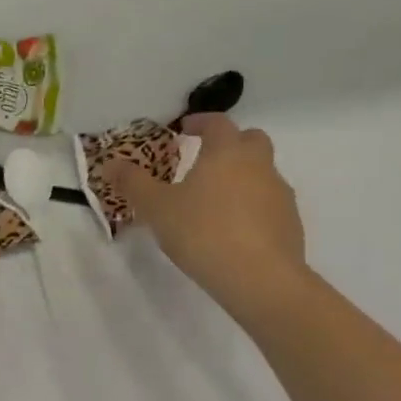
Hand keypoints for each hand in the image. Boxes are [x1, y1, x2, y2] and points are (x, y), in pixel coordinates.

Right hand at [110, 115, 308, 324]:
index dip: (200, 122)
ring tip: (214, 202)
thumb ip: (132, 183)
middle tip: (205, 160)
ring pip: (262, 173)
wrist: (259, 278)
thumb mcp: (156, 208)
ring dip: (241, 177)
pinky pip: (268, 204)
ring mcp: (279, 195)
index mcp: (226, 152)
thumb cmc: (202, 232)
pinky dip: (252, 207)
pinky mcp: (290, 224)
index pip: (217, 123)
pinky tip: (232, 231)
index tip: (184, 129)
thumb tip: (110, 164)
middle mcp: (258, 165)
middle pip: (250, 140)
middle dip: (229, 144)